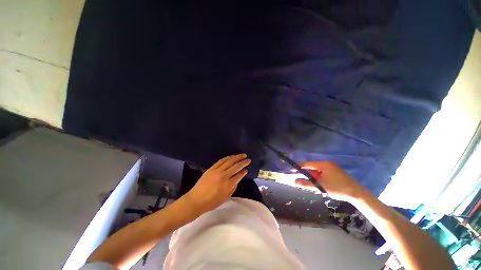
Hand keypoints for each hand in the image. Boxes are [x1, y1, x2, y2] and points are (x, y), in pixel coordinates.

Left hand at [183, 154, 250, 214]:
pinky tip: (232, 156)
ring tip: (243, 155)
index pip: (239, 175)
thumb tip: (237, 179)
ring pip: (229, 161)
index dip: (244, 171)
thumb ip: (233, 188)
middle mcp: (224, 176)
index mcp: (228, 185)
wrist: (196, 199)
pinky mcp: (211, 168)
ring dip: (237, 157)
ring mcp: (217, 171)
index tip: (247, 169)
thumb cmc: (211, 202)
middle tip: (248, 159)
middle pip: (236, 166)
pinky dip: (228, 157)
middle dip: (243, 162)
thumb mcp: (226, 198)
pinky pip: (221, 161)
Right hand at [295, 161, 368, 201]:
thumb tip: (295, 181)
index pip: (307, 164)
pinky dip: (321, 180)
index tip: (292, 170)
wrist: (356, 193)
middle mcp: (327, 164)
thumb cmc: (337, 188)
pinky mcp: (336, 172)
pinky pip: (324, 174)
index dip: (299, 167)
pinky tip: (323, 187)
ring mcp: (332, 168)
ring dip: (316, 179)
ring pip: (319, 172)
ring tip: (318, 188)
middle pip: (313, 168)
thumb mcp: (320, 187)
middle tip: (308, 184)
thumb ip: (306, 184)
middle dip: (310, 176)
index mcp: (323, 164)